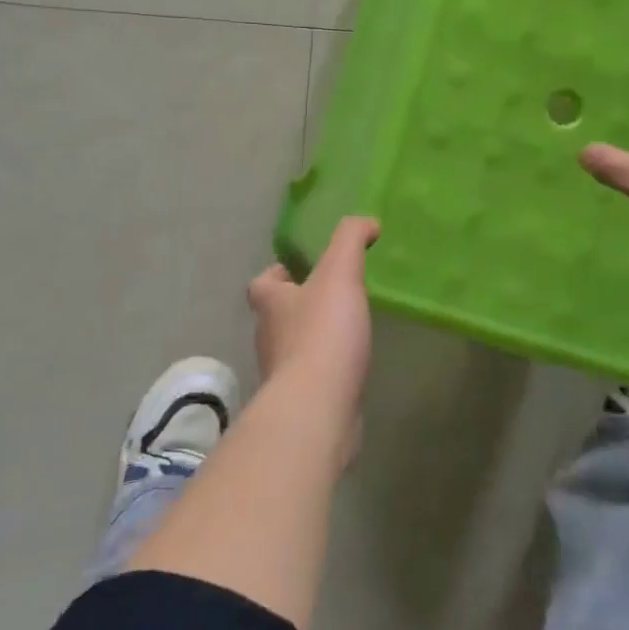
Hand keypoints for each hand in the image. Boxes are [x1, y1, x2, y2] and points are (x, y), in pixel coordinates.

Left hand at [247, 217, 379, 396]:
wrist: (318, 408)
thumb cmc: (322, 333)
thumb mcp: (339, 272)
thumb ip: (350, 239)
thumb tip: (367, 222)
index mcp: (271, 304)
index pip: (261, 283)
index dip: (277, 274)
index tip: (299, 269)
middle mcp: (268, 338)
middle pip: (276, 316)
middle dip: (298, 306)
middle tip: (331, 297)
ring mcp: (282, 375)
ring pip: (293, 349)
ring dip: (312, 339)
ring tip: (346, 330)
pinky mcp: (301, 404)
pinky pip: (312, 380)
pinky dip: (326, 371)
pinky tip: (351, 367)